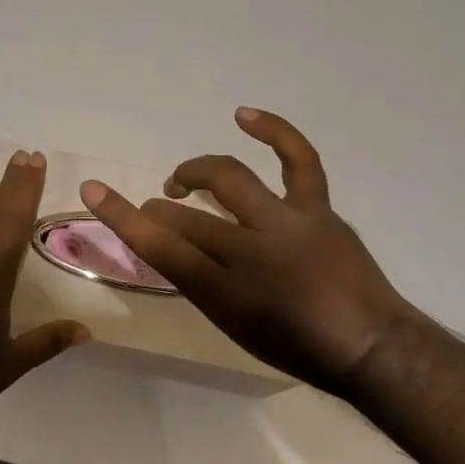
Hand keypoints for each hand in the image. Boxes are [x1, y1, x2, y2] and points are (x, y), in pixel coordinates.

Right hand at [80, 108, 418, 391]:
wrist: (371, 346)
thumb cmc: (297, 347)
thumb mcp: (234, 326)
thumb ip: (200, 283)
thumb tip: (176, 245)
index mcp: (226, 291)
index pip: (160, 247)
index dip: (120, 216)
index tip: (93, 190)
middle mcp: (252, 251)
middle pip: (187, 216)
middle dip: (160, 208)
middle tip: (158, 209)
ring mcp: (287, 223)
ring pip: (229, 180)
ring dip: (196, 172)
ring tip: (182, 178)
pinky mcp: (317, 208)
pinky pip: (298, 160)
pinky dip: (273, 132)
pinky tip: (244, 116)